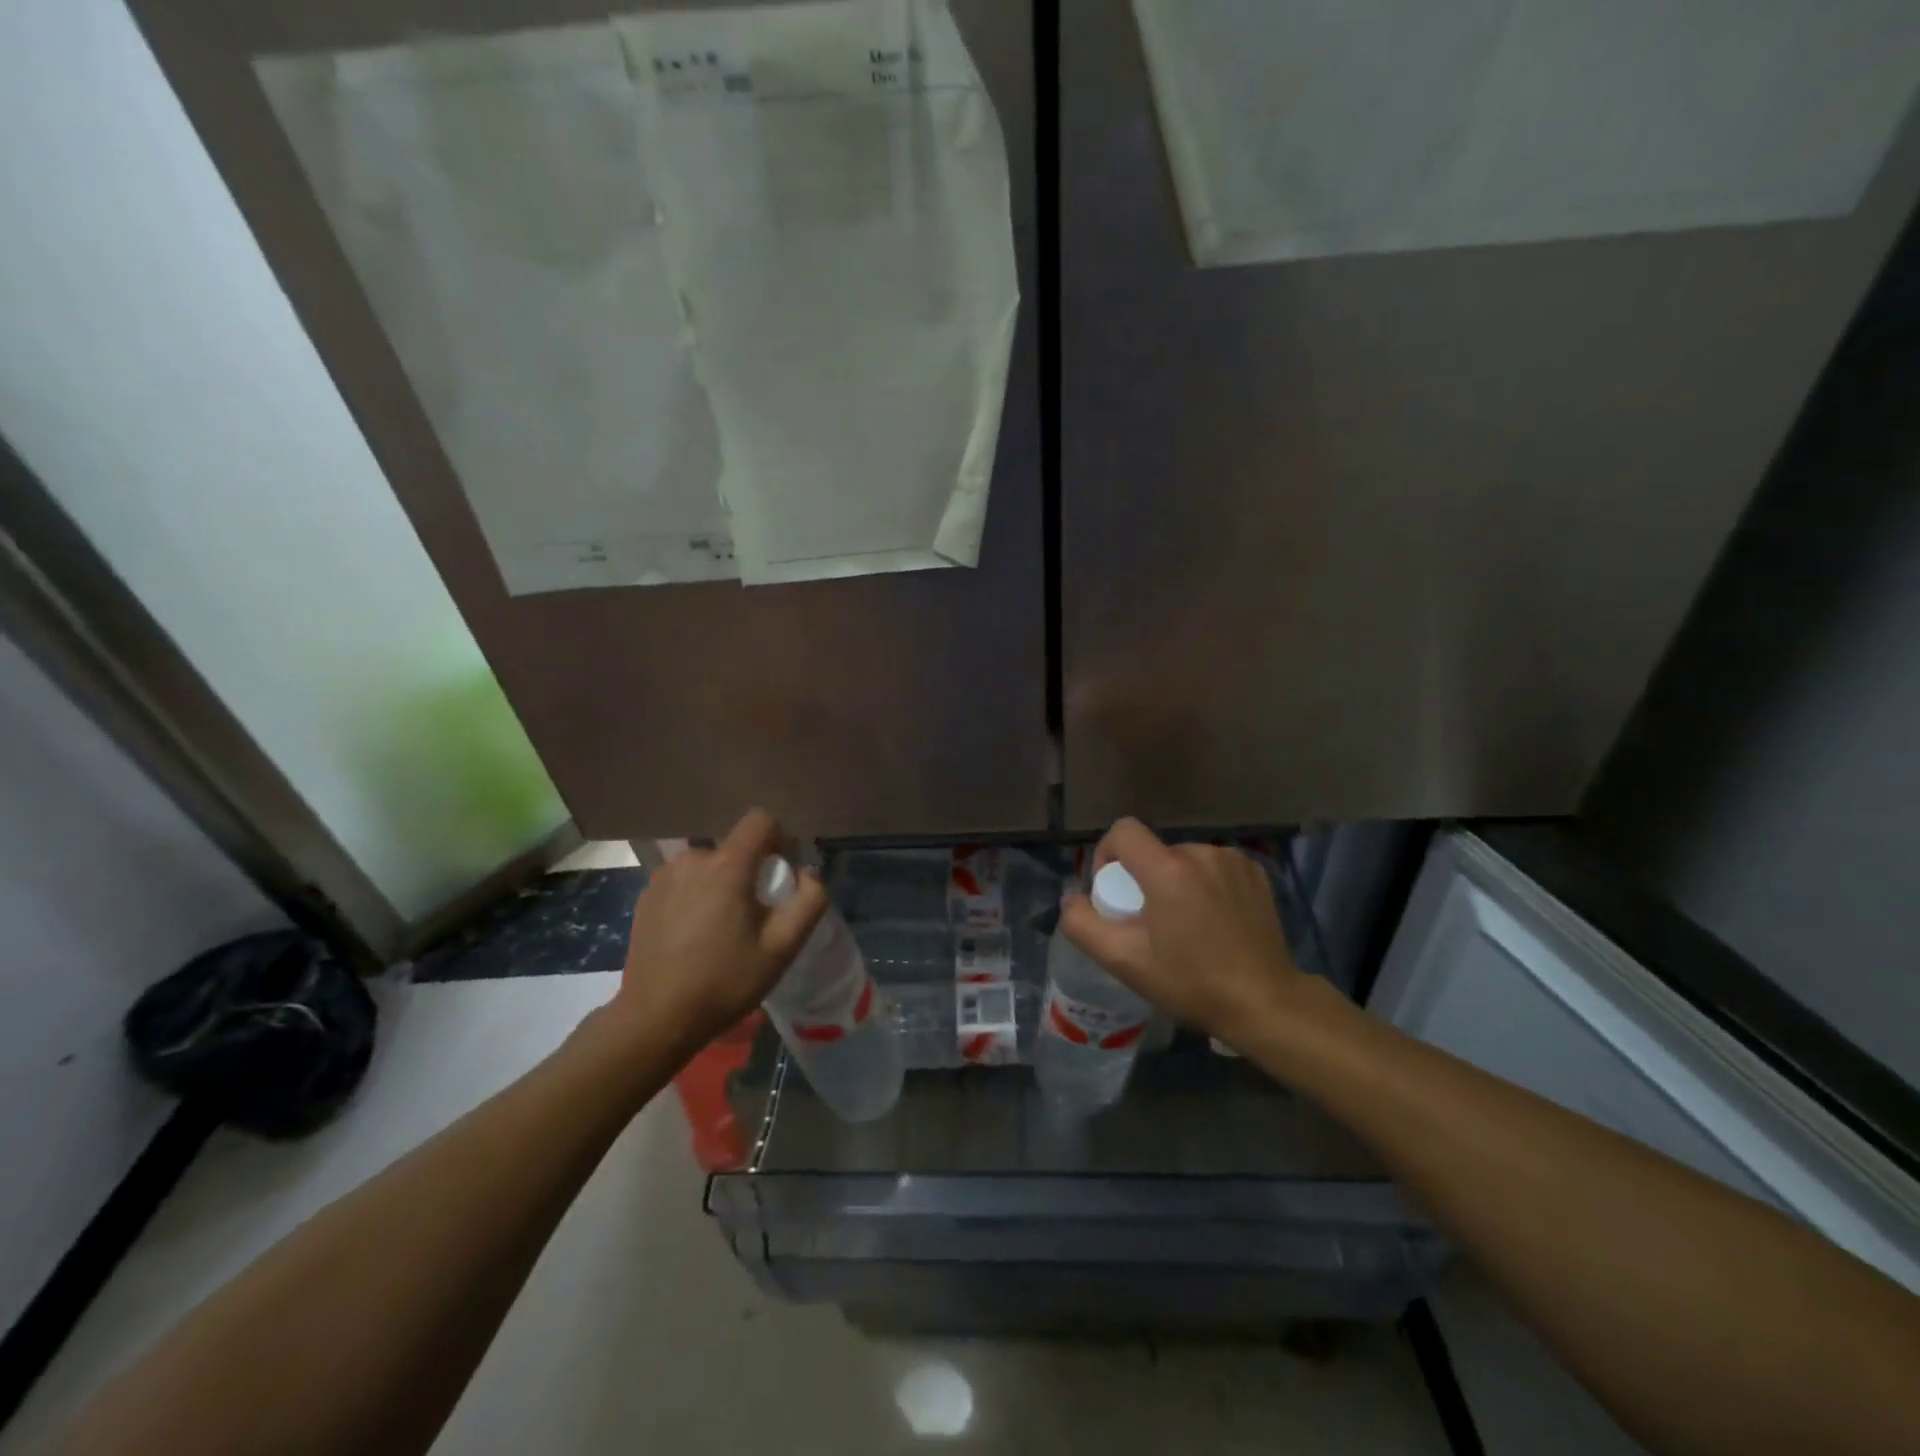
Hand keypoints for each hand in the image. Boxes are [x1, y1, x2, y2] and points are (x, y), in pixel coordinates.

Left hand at [609, 809, 827, 1058]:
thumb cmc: (725, 982)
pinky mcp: (646, 896)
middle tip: (755, 915)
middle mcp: (692, 860)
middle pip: (735, 848)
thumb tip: (808, 873)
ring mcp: (664, 877)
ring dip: (722, 884)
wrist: (656, 1019)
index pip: (760, 821)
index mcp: (726, 866)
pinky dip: (697, 896)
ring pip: (708, 865)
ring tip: (723, 928)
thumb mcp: (782, 948)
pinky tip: (695, 935)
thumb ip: (809, 902)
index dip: (779, 839)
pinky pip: (684, 881)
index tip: (781, 873)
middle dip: (751, 871)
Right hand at [1060, 819, 1309, 1046]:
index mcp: (1168, 870)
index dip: (1107, 855)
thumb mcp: (1124, 962)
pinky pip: (1213, 867)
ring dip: (1175, 882)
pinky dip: (1205, 885)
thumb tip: (1072, 898)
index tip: (1115, 893)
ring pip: (1184, 859)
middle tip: (1151, 923)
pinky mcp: (1256, 872)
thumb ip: (1083, 924)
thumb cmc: (1191, 983)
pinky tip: (1214, 920)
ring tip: (1185, 925)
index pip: (1123, 831)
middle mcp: (1201, 853)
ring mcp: (1233, 861)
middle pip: (1154, 850)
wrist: (1265, 1004)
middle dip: (1144, 878)